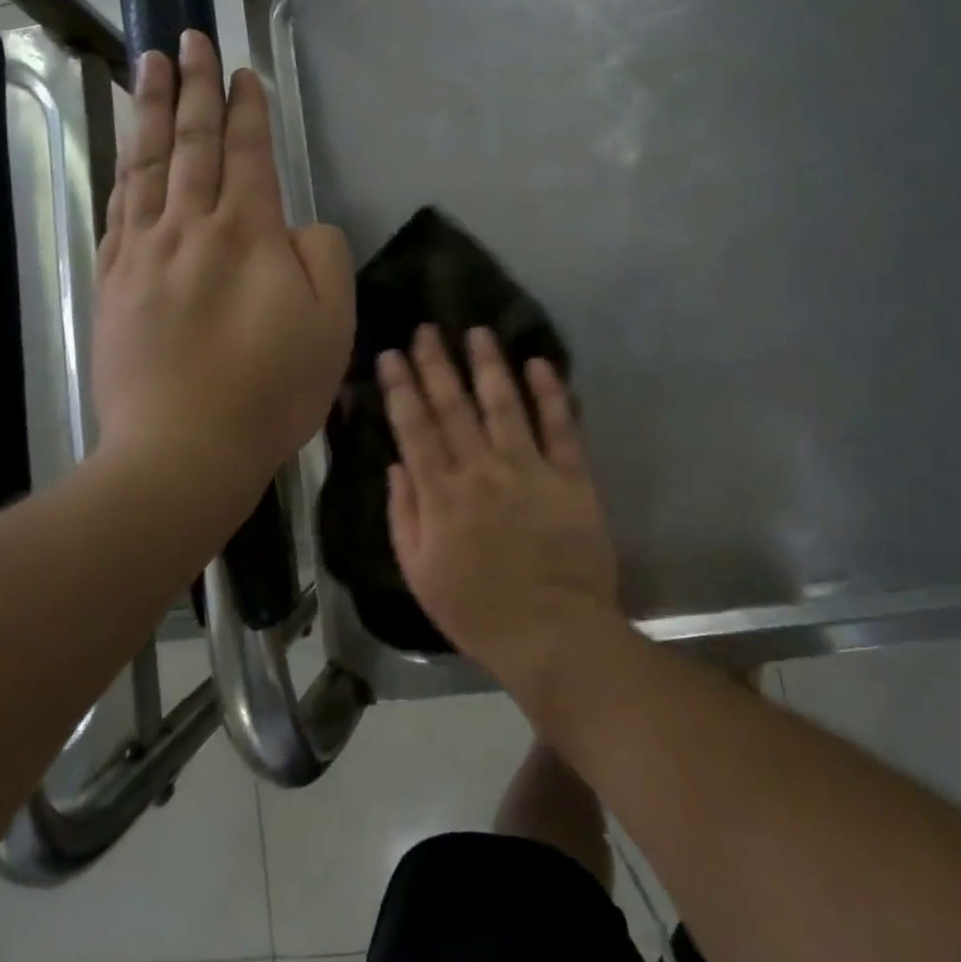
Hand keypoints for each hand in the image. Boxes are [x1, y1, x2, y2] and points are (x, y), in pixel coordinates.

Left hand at [92, 30, 353, 516]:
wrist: (183, 450)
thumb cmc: (271, 391)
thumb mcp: (331, 325)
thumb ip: (323, 257)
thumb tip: (298, 226)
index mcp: (248, 234)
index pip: (247, 154)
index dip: (248, 110)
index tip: (244, 73)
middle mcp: (190, 228)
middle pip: (192, 144)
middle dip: (195, 87)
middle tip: (188, 38)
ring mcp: (143, 254)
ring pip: (147, 165)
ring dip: (151, 111)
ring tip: (147, 65)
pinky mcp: (114, 284)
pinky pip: (117, 210)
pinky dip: (123, 170)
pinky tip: (126, 152)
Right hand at [379, 325, 621, 690]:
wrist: (553, 634)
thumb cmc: (478, 611)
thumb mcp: (419, 573)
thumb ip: (404, 515)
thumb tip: (397, 464)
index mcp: (440, 494)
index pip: (414, 428)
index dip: (400, 387)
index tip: (390, 354)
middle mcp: (481, 470)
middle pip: (453, 406)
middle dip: (436, 363)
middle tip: (426, 328)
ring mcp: (528, 469)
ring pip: (504, 404)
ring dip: (488, 364)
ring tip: (477, 331)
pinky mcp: (570, 476)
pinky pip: (560, 426)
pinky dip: (550, 392)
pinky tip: (539, 363)